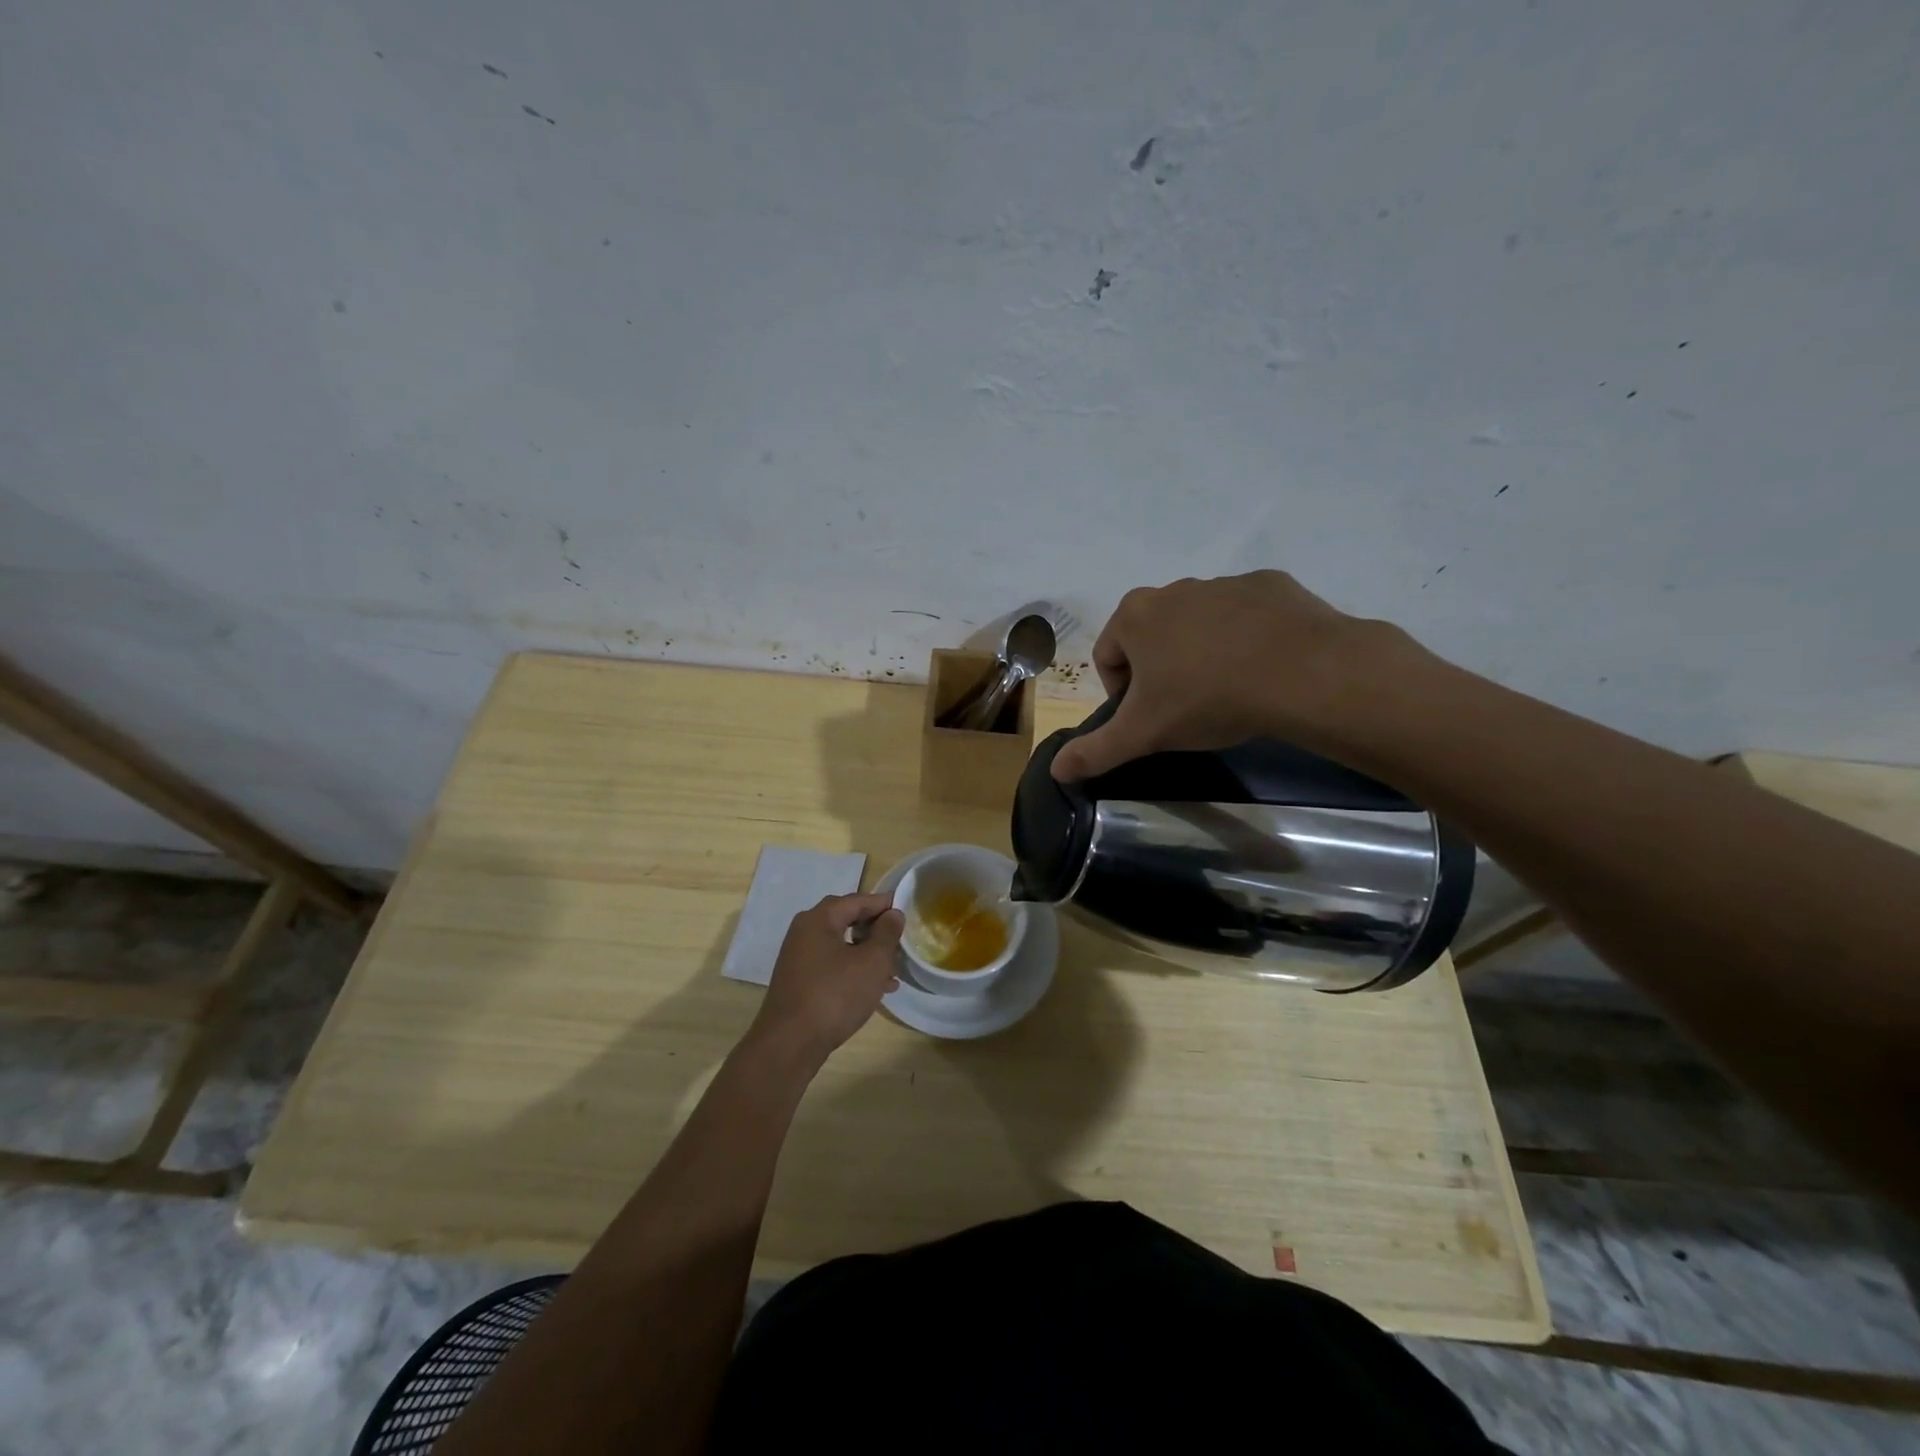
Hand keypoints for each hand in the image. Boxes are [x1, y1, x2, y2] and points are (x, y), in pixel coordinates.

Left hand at [749, 892, 904, 1064]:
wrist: (790, 1044)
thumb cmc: (834, 995)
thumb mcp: (871, 962)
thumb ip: (886, 934)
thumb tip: (893, 914)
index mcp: (819, 919)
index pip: (857, 900)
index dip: (883, 904)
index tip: (906, 909)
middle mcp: (804, 932)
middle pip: (846, 920)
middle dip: (875, 930)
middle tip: (900, 940)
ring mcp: (799, 958)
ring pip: (841, 946)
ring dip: (868, 954)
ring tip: (893, 971)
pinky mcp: (799, 982)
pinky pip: (832, 965)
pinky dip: (854, 970)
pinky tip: (874, 989)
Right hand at [1051, 571, 1400, 781]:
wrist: (1302, 672)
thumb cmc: (1207, 698)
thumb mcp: (1144, 734)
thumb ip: (1096, 751)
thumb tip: (1056, 770)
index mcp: (1135, 615)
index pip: (1108, 656)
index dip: (1121, 693)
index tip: (1147, 719)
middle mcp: (1174, 589)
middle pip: (1151, 637)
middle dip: (1160, 670)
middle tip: (1186, 708)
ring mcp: (1224, 583)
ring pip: (1198, 624)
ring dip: (1202, 653)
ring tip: (1228, 690)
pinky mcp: (1270, 585)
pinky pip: (1245, 615)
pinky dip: (1246, 638)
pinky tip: (1263, 668)